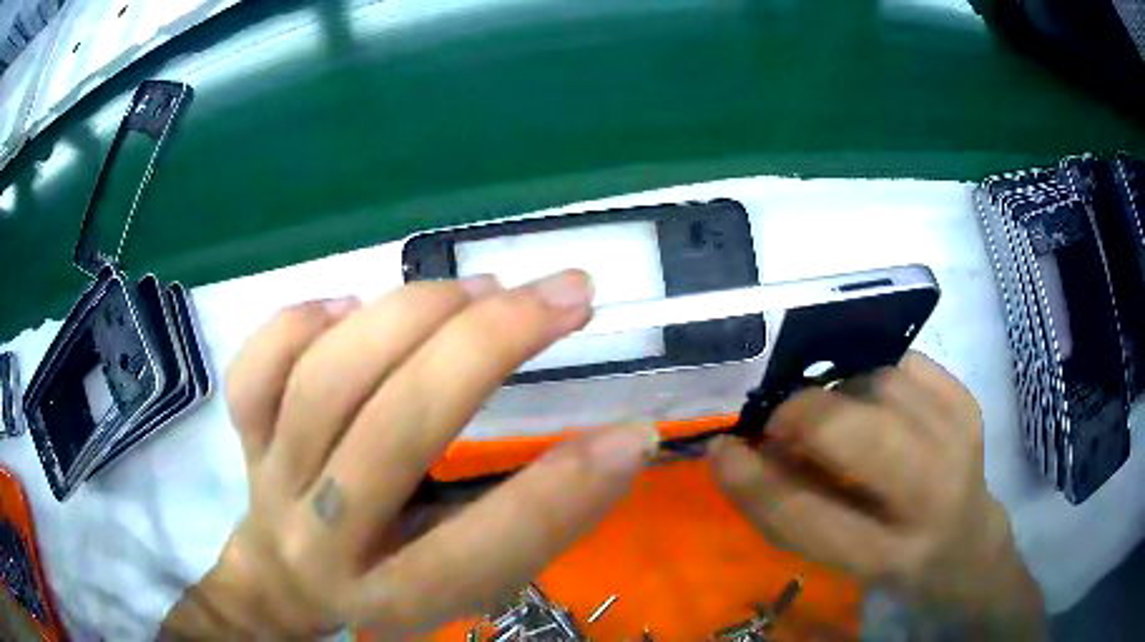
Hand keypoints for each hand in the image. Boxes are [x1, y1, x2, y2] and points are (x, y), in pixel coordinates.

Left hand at [162, 270, 656, 638]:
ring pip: (327, 380)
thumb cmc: (390, 587)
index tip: (631, 430)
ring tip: (479, 288)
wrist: (285, 583)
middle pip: (397, 429)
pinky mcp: (245, 436)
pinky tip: (352, 306)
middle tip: (565, 294)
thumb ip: (533, 526)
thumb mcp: (469, 587)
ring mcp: (272, 478)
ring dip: (414, 315)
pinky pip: (255, 371)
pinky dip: (300, 322)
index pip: (482, 546)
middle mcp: (325, 538)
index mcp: (395, 594)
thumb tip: (618, 442)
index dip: (565, 490)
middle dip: (491, 344)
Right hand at [708, 352, 1043, 635]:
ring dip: (838, 395)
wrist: (966, 540)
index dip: (755, 480)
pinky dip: (872, 376)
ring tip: (832, 419)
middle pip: (855, 432)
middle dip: (802, 414)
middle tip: (782, 424)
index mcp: (890, 556)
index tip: (721, 448)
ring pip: (877, 383)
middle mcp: (932, 496)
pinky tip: (871, 401)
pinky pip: (903, 364)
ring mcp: (958, 440)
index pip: (809, 515)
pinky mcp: (968, 404)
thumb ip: (790, 510)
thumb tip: (740, 451)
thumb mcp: (838, 560)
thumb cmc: (892, 558)